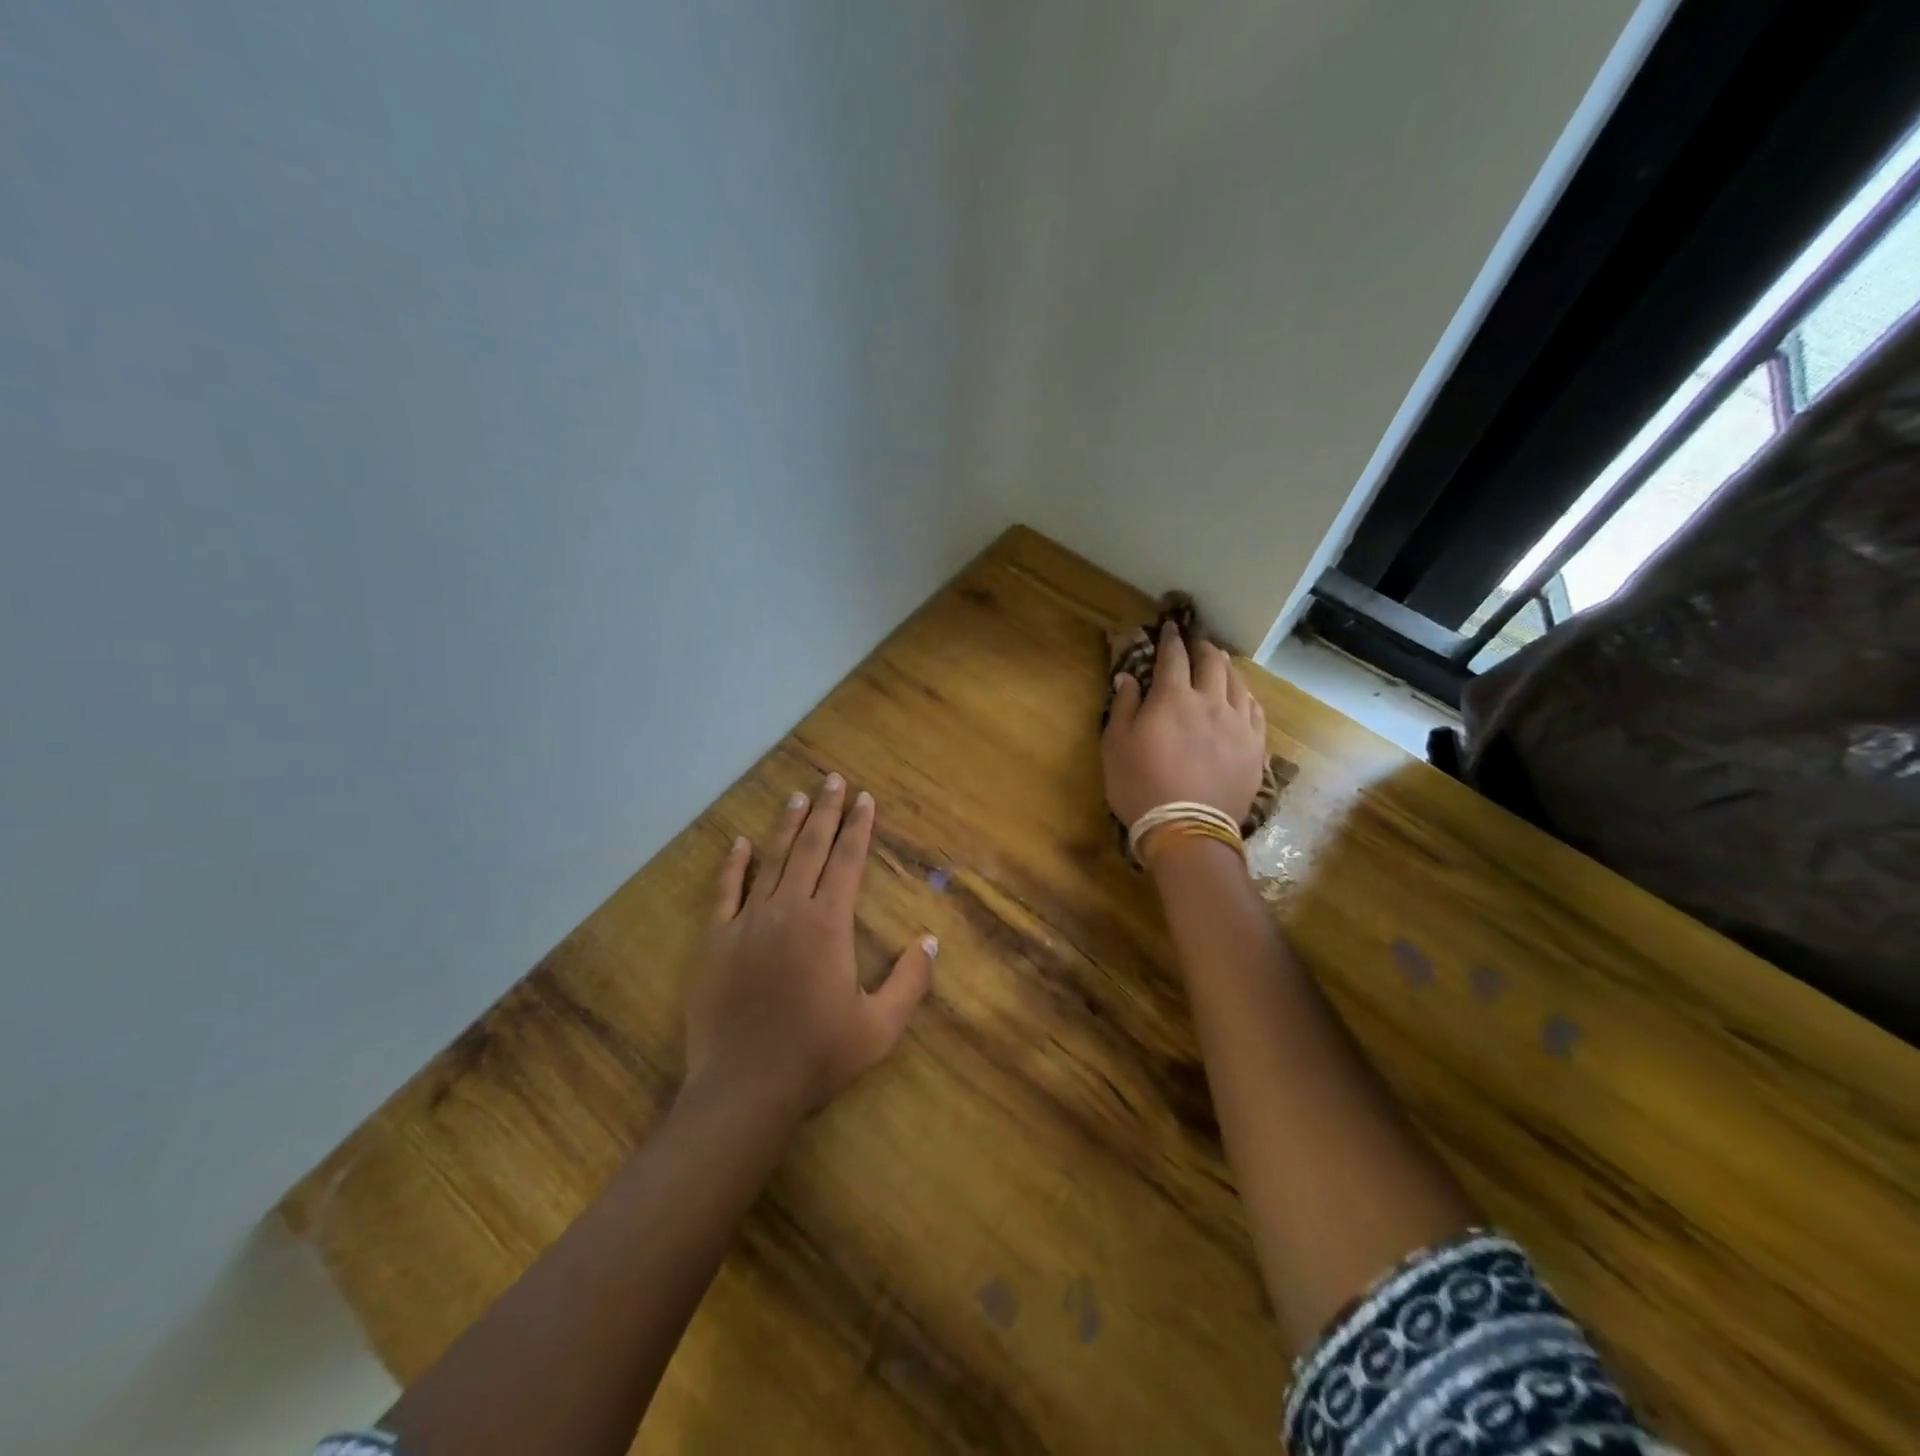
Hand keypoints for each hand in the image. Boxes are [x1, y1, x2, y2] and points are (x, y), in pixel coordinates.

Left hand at [684, 773, 935, 1118]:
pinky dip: (733, 865)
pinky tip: (739, 844)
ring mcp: (747, 922)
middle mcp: (788, 910)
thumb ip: (910, 981)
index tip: (864, 798)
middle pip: (810, 849)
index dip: (858, 828)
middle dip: (825, 812)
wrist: (744, 1089)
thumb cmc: (817, 1057)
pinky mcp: (715, 942)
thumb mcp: (880, 1027)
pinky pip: (725, 892)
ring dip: (786, 826)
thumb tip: (930, 939)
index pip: (847, 862)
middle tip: (833, 779)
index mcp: (828, 925)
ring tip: (797, 796)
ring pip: (771, 861)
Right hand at [1102, 622, 1267, 828]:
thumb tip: (1128, 677)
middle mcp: (1210, 701)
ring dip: (1227, 668)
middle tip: (1196, 642)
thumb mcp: (1115, 745)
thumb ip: (1124, 706)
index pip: (1173, 657)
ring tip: (1221, 663)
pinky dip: (1247, 696)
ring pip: (1238, 683)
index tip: (1169, 627)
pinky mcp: (1254, 747)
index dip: (1170, 639)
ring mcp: (1238, 724)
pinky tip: (1243, 697)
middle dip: (1202, 647)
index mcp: (1173, 697)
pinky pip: (1256, 711)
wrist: (1187, 829)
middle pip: (1212, 662)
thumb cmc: (1140, 786)